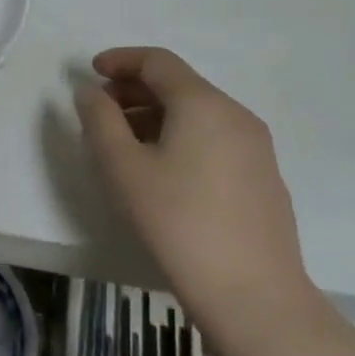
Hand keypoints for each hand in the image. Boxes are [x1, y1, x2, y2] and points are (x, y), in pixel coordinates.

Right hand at [74, 47, 312, 338]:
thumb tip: (92, 93)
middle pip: (179, 84)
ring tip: (124, 144)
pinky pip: (214, 137)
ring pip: (197, 112)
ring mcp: (255, 147)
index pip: (157, 61)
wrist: (254, 295)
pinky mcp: (263, 177)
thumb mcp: (122, 168)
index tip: (91, 72)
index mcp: (203, 104)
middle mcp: (235, 115)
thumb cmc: (178, 222)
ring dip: (155, 115)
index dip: (120, 60)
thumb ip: (99, 120)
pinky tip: (162, 171)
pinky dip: (181, 136)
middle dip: (135, 89)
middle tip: (101, 111)